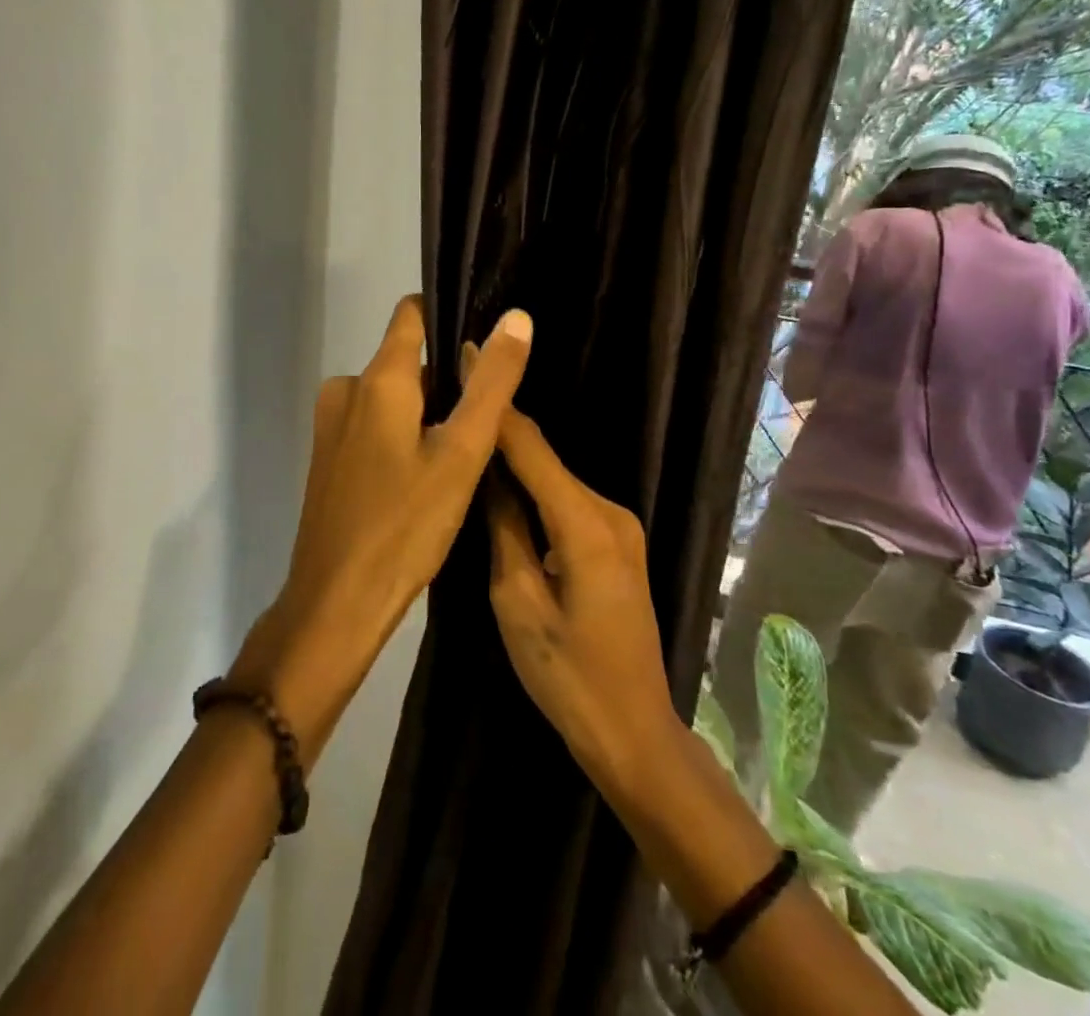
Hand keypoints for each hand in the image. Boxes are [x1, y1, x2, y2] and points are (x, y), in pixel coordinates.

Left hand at [231, 296, 531, 762]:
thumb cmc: (405, 525)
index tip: (488, 340)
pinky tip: (430, 477)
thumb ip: (492, 383)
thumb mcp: (462, 453)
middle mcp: (347, 390)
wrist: (336, 605)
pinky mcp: (330, 458)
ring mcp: (332, 425)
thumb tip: (517, 317)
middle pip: (409, 361)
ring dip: (430, 414)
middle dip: (449, 381)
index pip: (411, 314)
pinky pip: (377, 426)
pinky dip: (406, 437)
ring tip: (465, 454)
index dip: (449, 315)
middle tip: (488, 421)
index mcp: (377, 379)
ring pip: (395, 398)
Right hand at [484, 402, 684, 801]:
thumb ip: (503, 530)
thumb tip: (486, 475)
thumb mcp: (518, 604)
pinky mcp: (618, 542)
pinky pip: (568, 502)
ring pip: (556, 480)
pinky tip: (505, 483)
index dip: (496, 403)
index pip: (530, 447)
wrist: (634, 732)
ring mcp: (620, 526)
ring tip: (470, 436)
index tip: (467, 357)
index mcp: (585, 524)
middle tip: (456, 397)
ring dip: (516, 461)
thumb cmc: (569, 677)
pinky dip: (535, 489)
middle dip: (502, 429)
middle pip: (545, 458)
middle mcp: (610, 511)